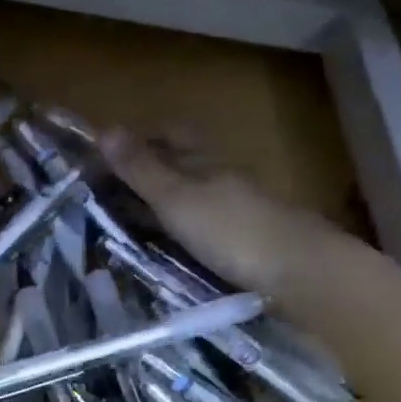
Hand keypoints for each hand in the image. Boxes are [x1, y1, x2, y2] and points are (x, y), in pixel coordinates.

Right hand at [98, 128, 369, 313]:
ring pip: (190, 199)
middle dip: (146, 173)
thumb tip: (104, 130)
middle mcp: (222, 179)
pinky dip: (177, 232)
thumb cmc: (230, 230)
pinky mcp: (242, 243)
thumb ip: (141, 169)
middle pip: (180, 166)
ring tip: (125, 224)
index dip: (140, 138)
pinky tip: (164, 248)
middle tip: (107, 193)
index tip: (105, 153)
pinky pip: (200, 228)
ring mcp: (235, 212)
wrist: (296, 272)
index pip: (171, 134)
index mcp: (206, 161)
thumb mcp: (176, 198)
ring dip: (160, 206)